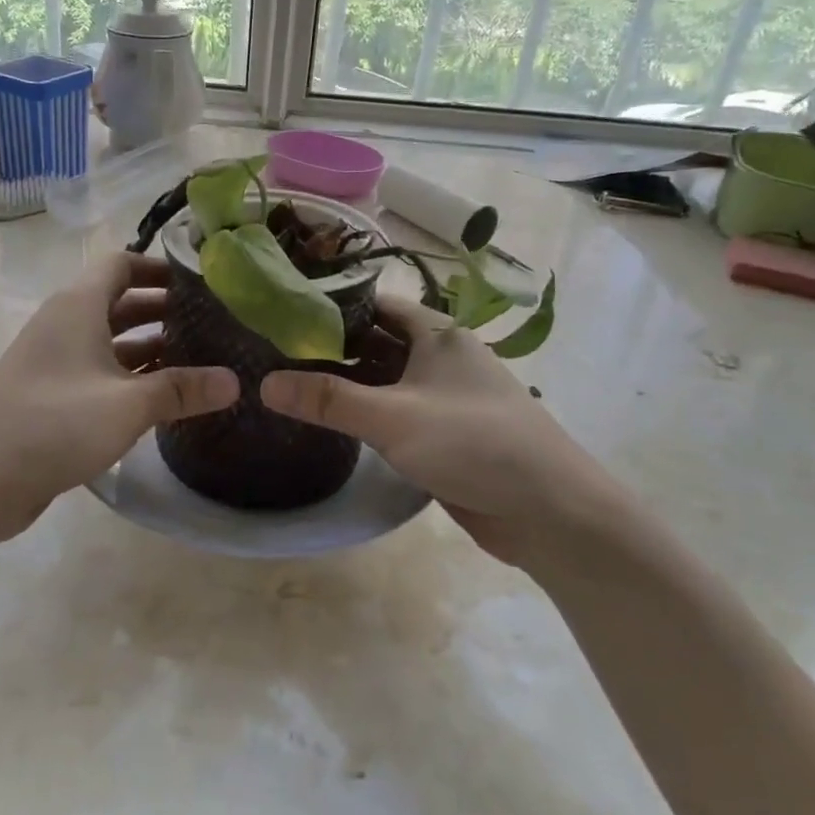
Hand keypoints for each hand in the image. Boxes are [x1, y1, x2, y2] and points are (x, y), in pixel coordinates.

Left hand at [0, 252, 238, 546]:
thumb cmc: (53, 424)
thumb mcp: (127, 404)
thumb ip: (181, 390)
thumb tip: (235, 382)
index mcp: (77, 306)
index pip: (122, 263)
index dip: (159, 266)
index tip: (200, 281)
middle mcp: (64, 325)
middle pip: (119, 301)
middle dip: (162, 309)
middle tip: (211, 323)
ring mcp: (55, 362)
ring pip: (110, 341)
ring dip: (149, 346)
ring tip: (198, 359)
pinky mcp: (50, 397)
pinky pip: (98, 374)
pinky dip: (129, 377)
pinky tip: (162, 398)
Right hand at [261, 296, 627, 564]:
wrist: (549, 511)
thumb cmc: (473, 443)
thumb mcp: (393, 417)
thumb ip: (328, 400)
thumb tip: (265, 384)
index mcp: (436, 333)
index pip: (374, 303)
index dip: (331, 304)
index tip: (284, 312)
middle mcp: (440, 356)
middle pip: (376, 340)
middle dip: (331, 345)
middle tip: (275, 351)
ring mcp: (443, 397)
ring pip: (384, 378)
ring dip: (346, 381)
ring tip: (290, 382)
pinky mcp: (443, 433)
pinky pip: (395, 411)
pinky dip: (365, 412)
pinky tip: (330, 422)